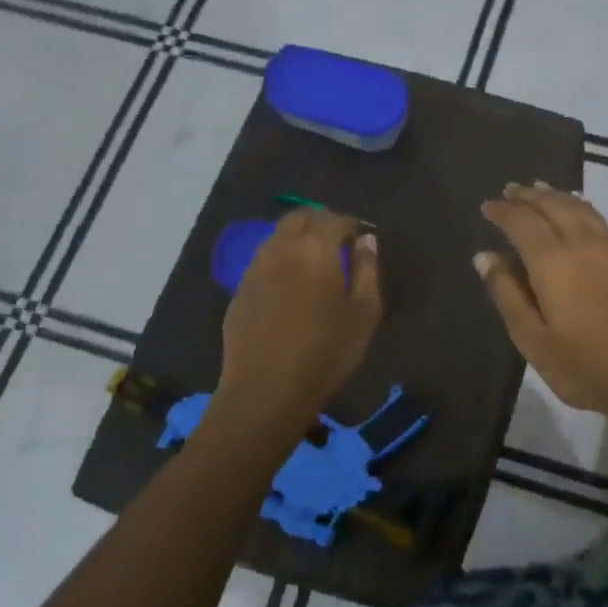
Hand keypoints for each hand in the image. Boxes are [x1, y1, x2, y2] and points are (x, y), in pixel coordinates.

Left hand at [219, 209, 381, 422]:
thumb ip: (368, 269)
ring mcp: (255, 268)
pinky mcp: (239, 290)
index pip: (334, 219)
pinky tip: (290, 287)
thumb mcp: (364, 313)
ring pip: (277, 237)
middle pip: (299, 217)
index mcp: (315, 249)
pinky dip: (280, 261)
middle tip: (337, 242)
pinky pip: (263, 261)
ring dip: (297, 239)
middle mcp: (281, 248)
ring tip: (314, 263)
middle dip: (320, 222)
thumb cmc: (326, 351)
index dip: (350, 224)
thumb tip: (366, 241)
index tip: (361, 237)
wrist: (266, 389)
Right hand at [476, 183, 607, 433]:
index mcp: (552, 261)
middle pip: (552, 205)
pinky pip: (597, 218)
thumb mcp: (533, 339)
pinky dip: (579, 206)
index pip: (522, 222)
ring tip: (538, 190)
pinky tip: (575, 211)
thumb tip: (484, 257)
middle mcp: (582, 243)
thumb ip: (507, 294)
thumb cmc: (586, 367)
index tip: (487, 206)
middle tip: (510, 190)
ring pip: (579, 207)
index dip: (502, 211)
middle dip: (528, 195)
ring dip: (554, 195)